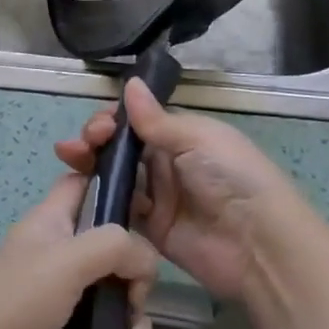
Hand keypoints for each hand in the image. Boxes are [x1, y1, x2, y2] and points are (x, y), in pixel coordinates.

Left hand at [0, 175, 159, 328]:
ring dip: (134, 321)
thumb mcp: (66, 260)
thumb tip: (146, 262)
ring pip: (118, 297)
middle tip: (134, 297)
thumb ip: (115, 246)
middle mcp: (62, 256)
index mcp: (53, 222)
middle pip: (114, 246)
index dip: (116, 185)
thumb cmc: (15, 303)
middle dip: (136, 273)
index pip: (86, 184)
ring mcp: (66, 301)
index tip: (149, 208)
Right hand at [55, 79, 304, 301]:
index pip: (138, 121)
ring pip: (117, 176)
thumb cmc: (231, 177)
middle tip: (77, 146)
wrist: (258, 244)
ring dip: (92, 167)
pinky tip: (80, 193)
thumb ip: (156, 120)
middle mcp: (168, 163)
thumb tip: (129, 83)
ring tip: (70, 161)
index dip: (114, 121)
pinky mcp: (152, 231)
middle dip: (96, 141)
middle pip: (123, 148)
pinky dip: (101, 201)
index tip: (98, 127)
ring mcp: (159, 198)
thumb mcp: (196, 139)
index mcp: (182, 135)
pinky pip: (121, 212)